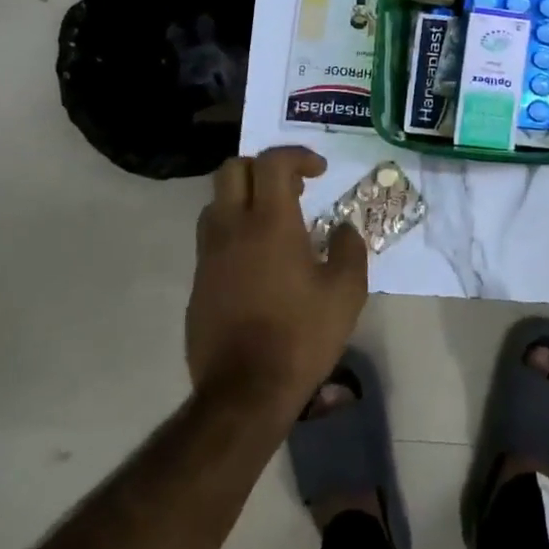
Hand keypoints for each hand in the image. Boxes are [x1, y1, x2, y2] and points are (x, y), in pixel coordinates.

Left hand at [187, 147, 367, 414]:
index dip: (298, 156)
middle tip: (293, 189)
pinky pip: (212, 239)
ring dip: (244, 198)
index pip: (273, 162)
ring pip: (216, 203)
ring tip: (275, 222)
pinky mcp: (198, 283)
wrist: (245, 391)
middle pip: (232, 170)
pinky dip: (234, 232)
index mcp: (270, 223)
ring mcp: (209, 256)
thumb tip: (342, 229)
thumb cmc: (302, 335)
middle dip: (263, 168)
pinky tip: (259, 263)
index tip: (319, 172)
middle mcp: (232, 229)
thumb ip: (350, 249)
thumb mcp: (347, 291)